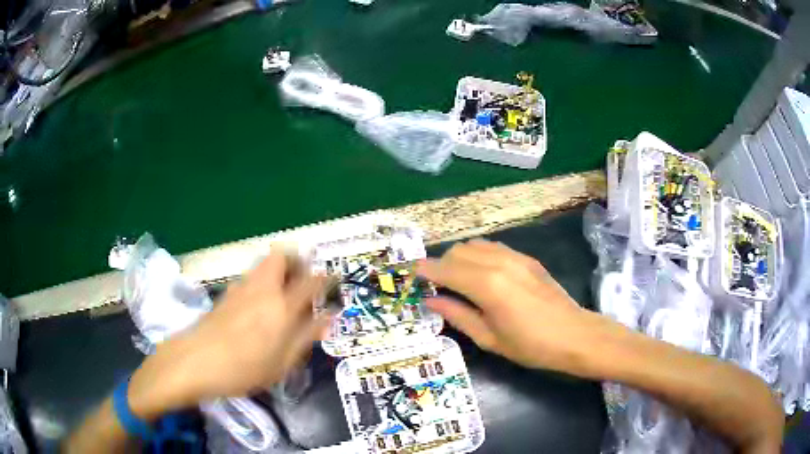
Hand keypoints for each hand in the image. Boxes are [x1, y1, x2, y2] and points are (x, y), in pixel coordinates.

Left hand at [127, 250, 329, 418]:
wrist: (196, 361)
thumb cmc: (244, 368)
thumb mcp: (283, 362)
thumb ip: (306, 336)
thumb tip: (329, 317)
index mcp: (281, 306)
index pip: (310, 282)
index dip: (324, 277)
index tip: (333, 279)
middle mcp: (262, 288)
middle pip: (281, 256)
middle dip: (296, 261)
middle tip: (304, 281)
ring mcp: (241, 287)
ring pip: (264, 264)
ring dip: (279, 270)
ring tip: (284, 294)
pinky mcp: (227, 293)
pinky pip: (251, 276)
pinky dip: (263, 280)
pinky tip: (260, 305)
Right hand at [418, 239, 604, 375]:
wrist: (575, 335)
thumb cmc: (530, 346)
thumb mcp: (489, 338)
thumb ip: (457, 314)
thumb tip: (430, 300)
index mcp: (487, 285)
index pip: (445, 269)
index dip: (424, 271)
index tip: (410, 276)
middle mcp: (498, 262)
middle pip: (458, 251)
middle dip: (441, 265)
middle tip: (436, 288)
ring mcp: (515, 256)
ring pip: (475, 245)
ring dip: (459, 258)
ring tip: (458, 281)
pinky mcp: (527, 258)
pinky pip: (493, 247)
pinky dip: (478, 256)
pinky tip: (482, 276)